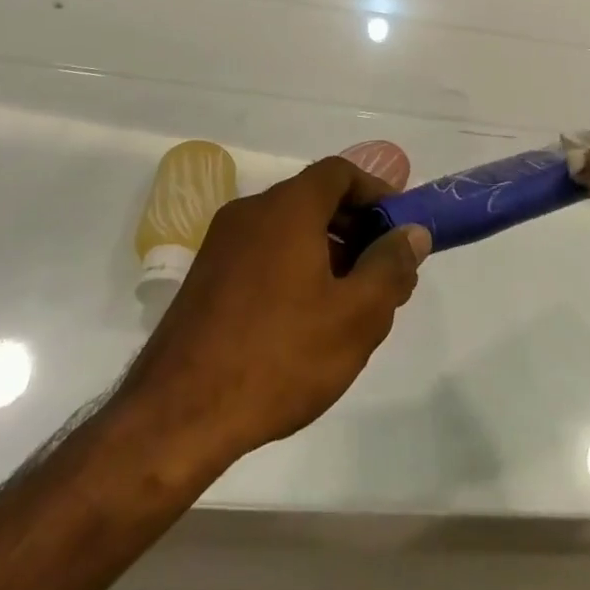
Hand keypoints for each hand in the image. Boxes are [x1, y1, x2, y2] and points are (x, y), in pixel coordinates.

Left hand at [118, 158, 428, 470]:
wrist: (176, 417)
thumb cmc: (279, 357)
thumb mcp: (355, 316)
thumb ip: (390, 267)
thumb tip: (412, 234)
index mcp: (287, 208)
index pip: (339, 173)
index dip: (375, 192)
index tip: (399, 226)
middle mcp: (250, 212)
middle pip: (313, 198)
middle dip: (355, 226)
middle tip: (381, 271)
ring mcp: (221, 244)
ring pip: (287, 228)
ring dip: (325, 250)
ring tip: (347, 302)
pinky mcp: (204, 278)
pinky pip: (262, 253)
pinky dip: (293, 266)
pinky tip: (303, 320)